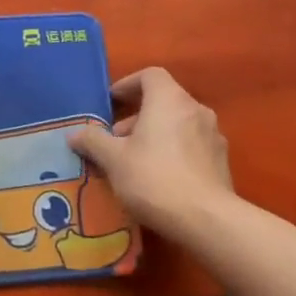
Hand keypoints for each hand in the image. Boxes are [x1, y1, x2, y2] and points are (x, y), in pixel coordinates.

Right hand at [69, 67, 235, 238]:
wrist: (207, 221)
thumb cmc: (154, 178)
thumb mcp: (113, 159)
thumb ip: (93, 141)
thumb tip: (74, 134)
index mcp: (169, 99)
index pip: (150, 75)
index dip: (128, 84)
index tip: (111, 103)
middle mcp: (195, 109)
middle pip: (163, 101)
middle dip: (137, 116)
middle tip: (116, 140)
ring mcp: (213, 136)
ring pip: (177, 124)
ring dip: (155, 135)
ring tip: (134, 161)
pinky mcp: (222, 162)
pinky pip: (191, 145)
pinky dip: (173, 151)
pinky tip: (159, 178)